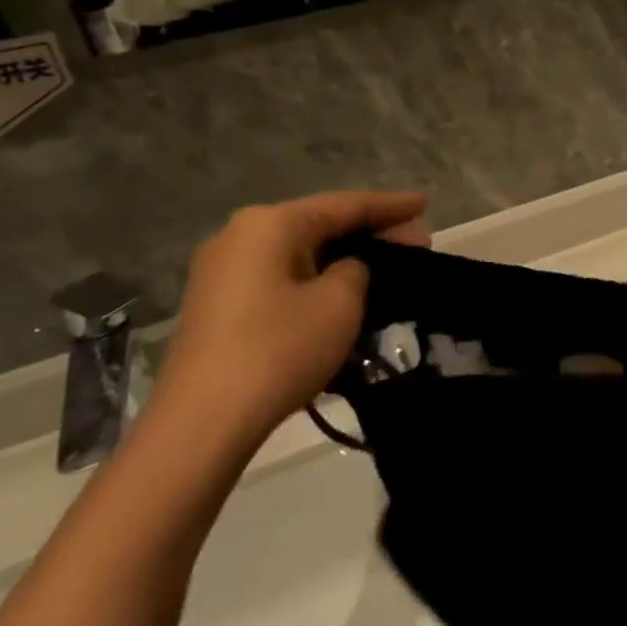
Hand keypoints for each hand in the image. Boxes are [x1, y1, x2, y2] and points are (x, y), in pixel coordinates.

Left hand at [149, 191, 428, 450]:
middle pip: (320, 224)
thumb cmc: (279, 350)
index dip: (390, 205)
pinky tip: (344, 289)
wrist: (202, 422)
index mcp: (271, 224)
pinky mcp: (219, 303)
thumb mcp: (340, 303)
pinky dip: (317, 276)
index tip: (424, 203)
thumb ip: (357, 270)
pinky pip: (281, 275)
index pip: (345, 204)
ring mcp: (223, 269)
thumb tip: (348, 267)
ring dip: (344, 257)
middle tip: (416, 240)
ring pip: (300, 251)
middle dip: (370, 232)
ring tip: (387, 264)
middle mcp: (240, 235)